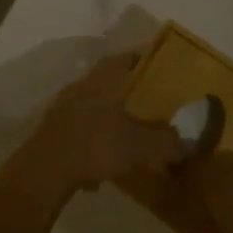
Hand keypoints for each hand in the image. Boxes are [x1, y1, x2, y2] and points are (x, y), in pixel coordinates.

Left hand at [0, 55, 181, 214]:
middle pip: (104, 82)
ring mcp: (61, 111)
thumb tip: (189, 142)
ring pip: (89, 108)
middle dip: (124, 91)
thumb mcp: (139, 145)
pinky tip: (100, 165)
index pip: (122, 59)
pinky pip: (77, 132)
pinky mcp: (50, 135)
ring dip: (106, 118)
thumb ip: (166, 142)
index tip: (154, 65)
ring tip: (124, 134)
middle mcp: (79, 89)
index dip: (139, 59)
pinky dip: (91, 142)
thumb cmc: (95, 146)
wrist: (43, 173)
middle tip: (144, 101)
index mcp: (101, 82)